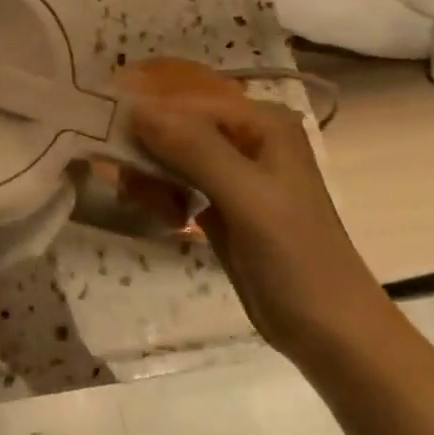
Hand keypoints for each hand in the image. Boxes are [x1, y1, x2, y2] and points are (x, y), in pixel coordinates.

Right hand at [131, 90, 391, 358]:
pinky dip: (160, 194)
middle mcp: (246, 137)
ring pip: (168, 154)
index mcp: (262, 123)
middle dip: (143, 150)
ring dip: (148, 175)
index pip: (186, 102)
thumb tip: (135, 108)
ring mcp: (232, 171)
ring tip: (143, 205)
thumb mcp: (247, 199)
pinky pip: (174, 181)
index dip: (144, 117)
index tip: (103, 141)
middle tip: (125, 185)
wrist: (329, 332)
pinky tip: (163, 217)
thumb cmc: (296, 259)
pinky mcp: (219, 202)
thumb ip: (194, 149)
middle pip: (174, 125)